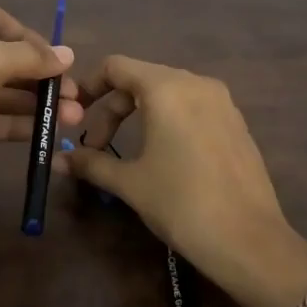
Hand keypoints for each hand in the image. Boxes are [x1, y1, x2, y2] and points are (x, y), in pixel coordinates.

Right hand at [53, 56, 306, 306]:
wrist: (248, 240)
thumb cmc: (181, 203)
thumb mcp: (130, 183)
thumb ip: (92, 163)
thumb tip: (58, 160)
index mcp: (166, 88)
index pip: (116, 66)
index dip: (88, 86)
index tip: (74, 116)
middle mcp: (196, 83)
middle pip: (141, 79)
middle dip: (113, 108)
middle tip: (98, 147)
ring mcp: (222, 101)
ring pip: (168, 93)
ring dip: (140, 114)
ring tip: (129, 152)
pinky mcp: (237, 122)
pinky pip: (193, 107)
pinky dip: (169, 121)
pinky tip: (165, 156)